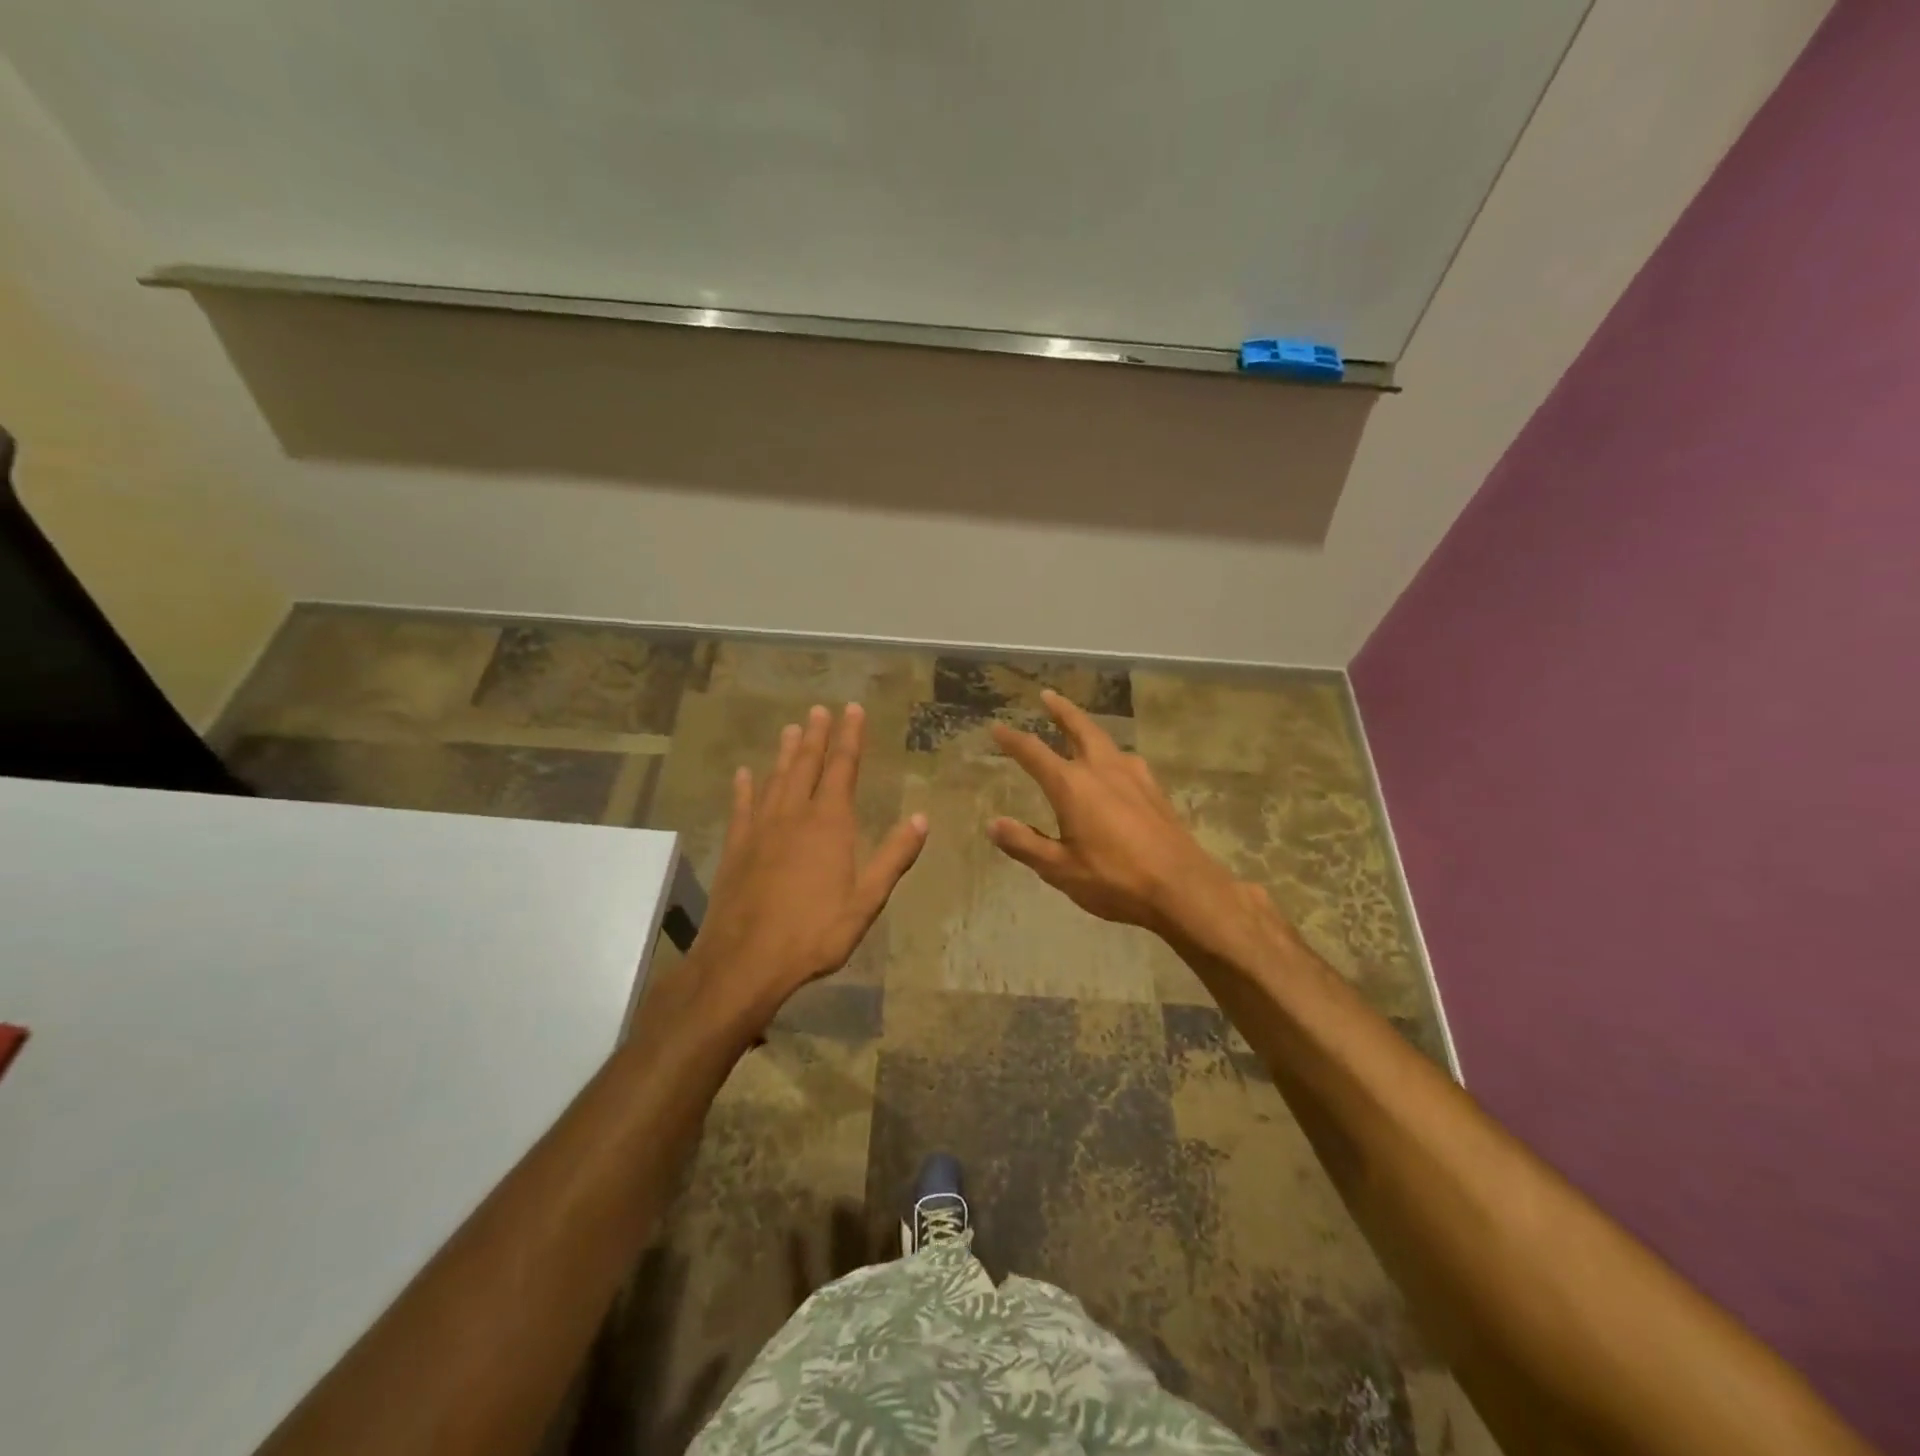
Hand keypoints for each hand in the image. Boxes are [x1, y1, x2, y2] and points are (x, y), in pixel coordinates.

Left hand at [684, 704, 927, 1026]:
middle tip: (820, 709)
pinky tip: (744, 774)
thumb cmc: (814, 933)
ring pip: (776, 779)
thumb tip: (920, 818)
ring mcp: (761, 829)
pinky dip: (745, 787)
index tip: (853, 710)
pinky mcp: (737, 847)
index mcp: (829, 824)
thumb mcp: (866, 900)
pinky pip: (742, 807)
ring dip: (785, 753)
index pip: (843, 768)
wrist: (745, 960)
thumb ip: (893, 857)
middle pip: (807, 765)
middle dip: (817, 736)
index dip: (850, 737)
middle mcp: (794, 815)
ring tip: (792, 728)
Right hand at [988, 691, 1245, 940]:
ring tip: (1079, 727)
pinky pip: (1126, 759)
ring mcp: (1133, 776)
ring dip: (1087, 727)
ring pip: (1105, 740)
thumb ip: (1025, 844)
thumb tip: (993, 824)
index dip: (1012, 739)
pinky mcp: (1154, 789)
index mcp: (1072, 786)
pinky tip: (1115, 765)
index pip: (1033, 753)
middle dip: (1061, 710)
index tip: (996, 726)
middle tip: (1048, 695)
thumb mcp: (1060, 869)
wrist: (1183, 887)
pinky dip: (1111, 752)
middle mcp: (1101, 770)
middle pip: (1079, 728)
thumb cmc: (1115, 880)